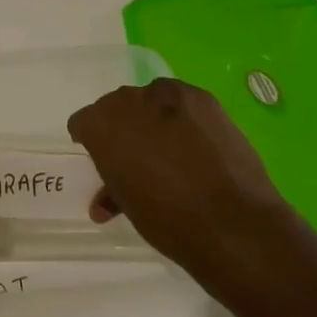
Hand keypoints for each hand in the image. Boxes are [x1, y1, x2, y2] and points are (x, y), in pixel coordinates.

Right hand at [67, 78, 299, 285]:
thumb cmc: (168, 220)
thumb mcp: (128, 206)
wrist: (232, 222)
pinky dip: (182, 117)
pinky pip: (180, 101)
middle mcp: (127, 100)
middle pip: (116, 107)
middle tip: (139, 157)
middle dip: (123, 128)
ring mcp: (166, 94)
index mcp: (100, 125)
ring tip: (171, 149)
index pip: (83, 123)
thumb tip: (107, 198)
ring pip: (149, 100)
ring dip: (153, 118)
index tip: (104, 160)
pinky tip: (195, 143)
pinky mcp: (202, 97)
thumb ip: (113, 187)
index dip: (92, 142)